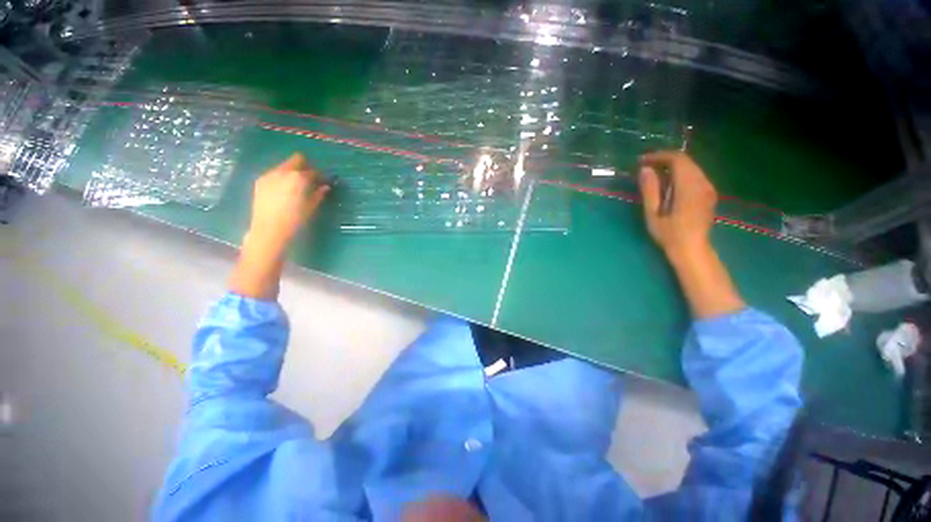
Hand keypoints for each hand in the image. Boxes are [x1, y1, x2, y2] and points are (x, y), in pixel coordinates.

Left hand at [247, 153, 329, 251]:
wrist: (269, 229)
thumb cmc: (295, 219)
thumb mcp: (311, 207)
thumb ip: (318, 194)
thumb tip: (325, 187)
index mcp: (299, 177)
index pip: (313, 171)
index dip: (319, 175)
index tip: (322, 181)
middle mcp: (283, 171)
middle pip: (296, 159)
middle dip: (305, 166)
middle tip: (309, 179)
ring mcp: (269, 174)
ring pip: (284, 166)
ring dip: (292, 172)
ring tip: (296, 186)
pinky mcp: (260, 181)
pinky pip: (275, 173)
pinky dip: (282, 178)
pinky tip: (283, 190)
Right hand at [638, 151, 716, 257]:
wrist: (692, 250)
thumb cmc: (669, 234)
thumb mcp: (653, 214)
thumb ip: (650, 190)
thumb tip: (645, 169)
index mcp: (689, 187)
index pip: (677, 160)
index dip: (659, 156)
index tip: (642, 161)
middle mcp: (703, 183)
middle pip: (686, 161)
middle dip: (664, 160)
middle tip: (645, 166)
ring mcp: (708, 188)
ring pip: (691, 167)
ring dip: (672, 166)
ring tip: (654, 174)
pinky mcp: (709, 194)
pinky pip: (695, 175)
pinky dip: (681, 174)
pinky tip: (669, 184)